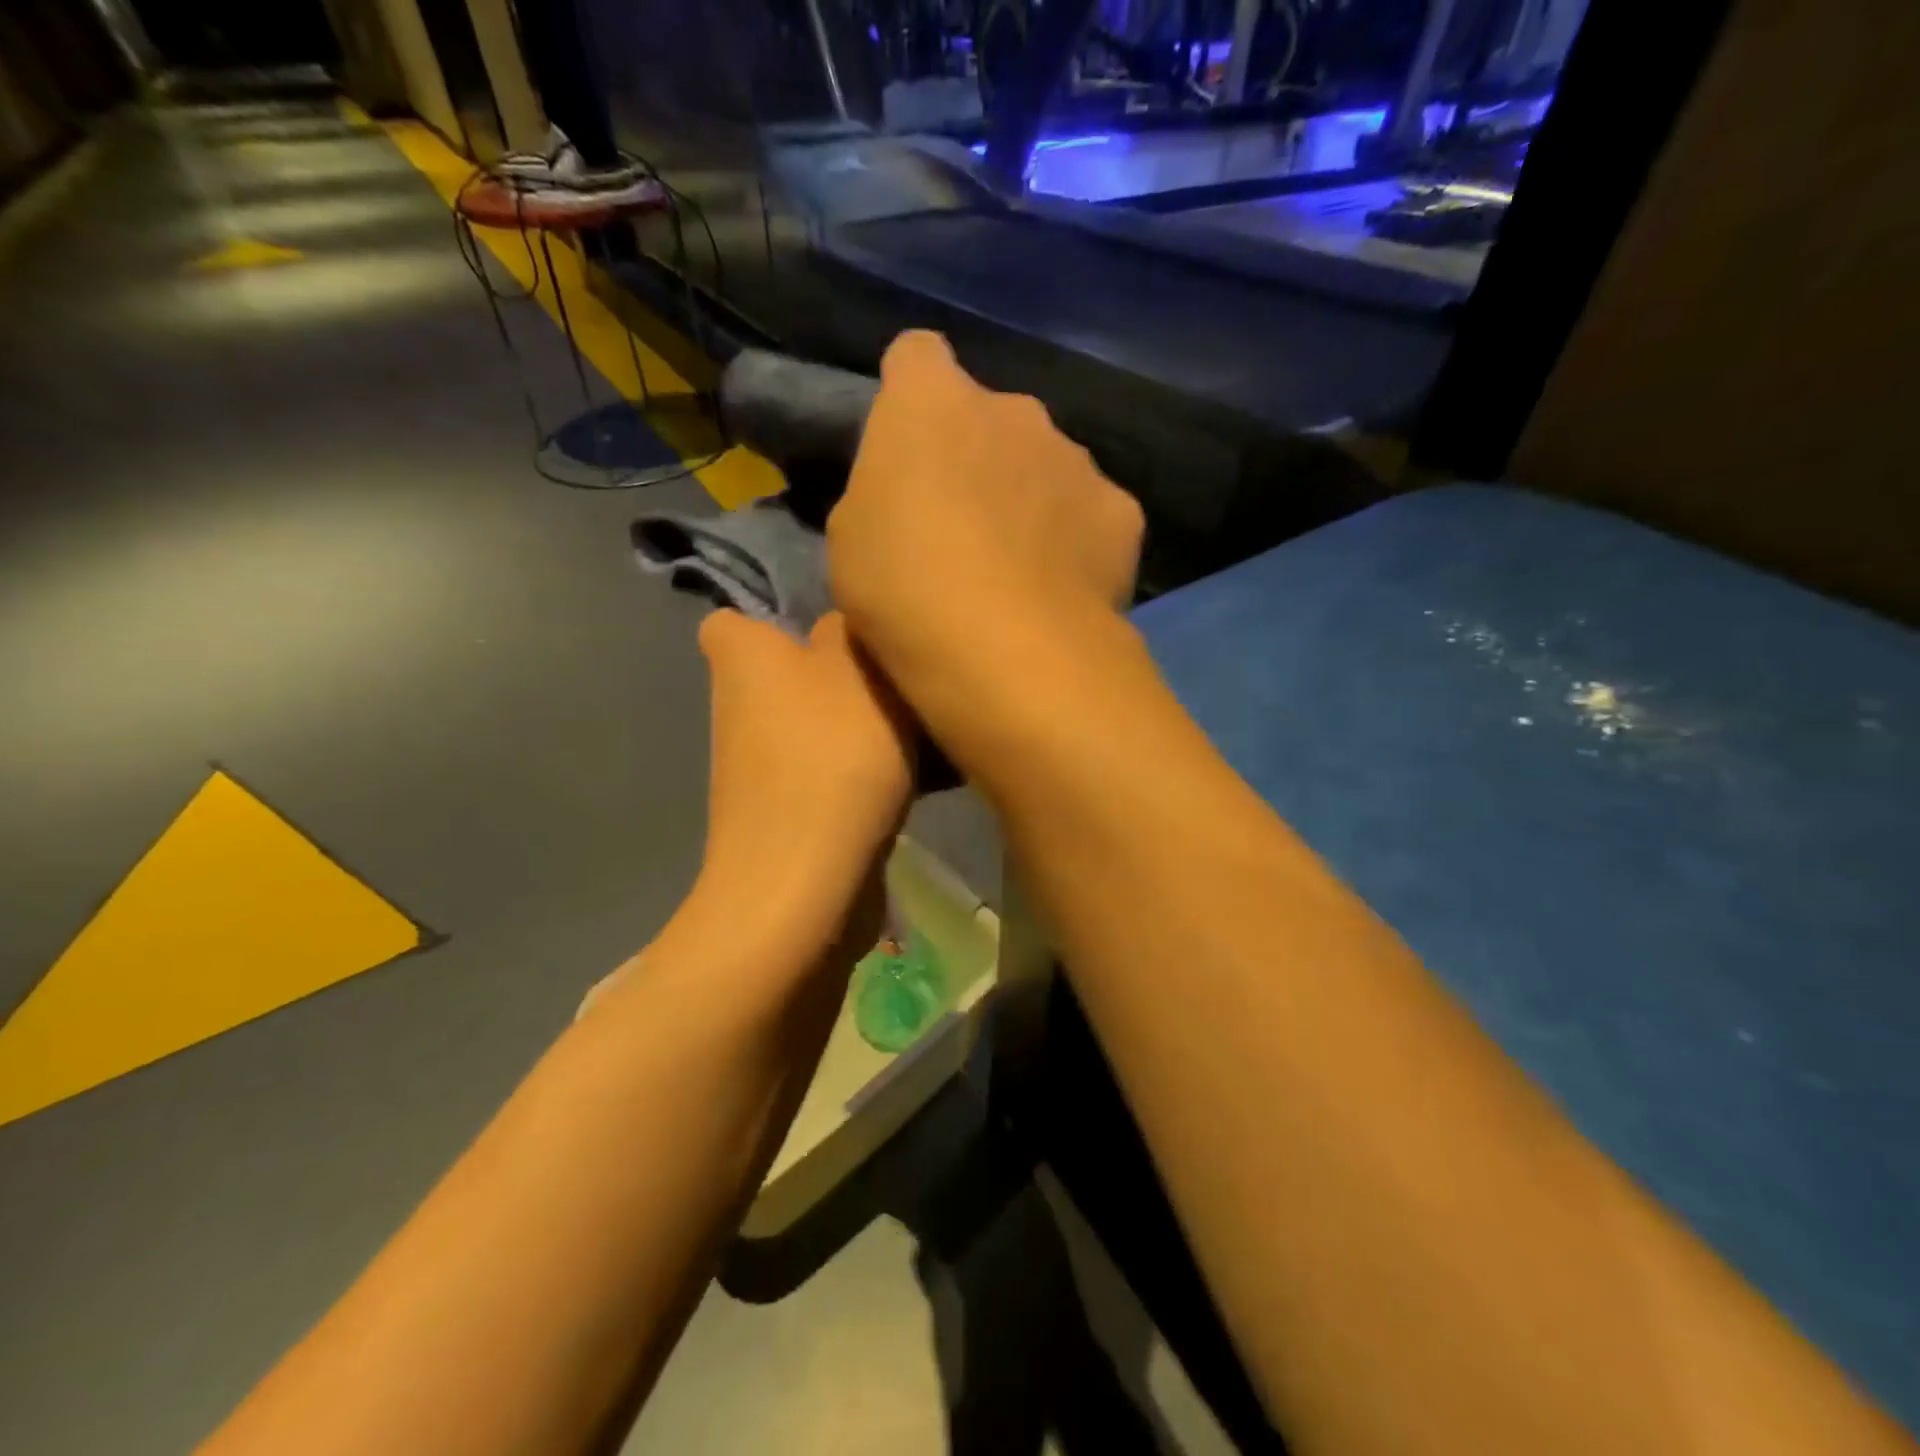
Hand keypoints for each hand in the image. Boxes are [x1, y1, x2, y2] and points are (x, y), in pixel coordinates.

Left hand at [695, 610, 914, 940]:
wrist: (806, 882)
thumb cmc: (831, 756)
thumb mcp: (858, 669)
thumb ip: (850, 630)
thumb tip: (840, 628)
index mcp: (743, 657)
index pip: (734, 620)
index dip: (778, 620)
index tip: (836, 630)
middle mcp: (740, 706)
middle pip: (793, 674)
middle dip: (843, 674)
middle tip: (900, 677)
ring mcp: (761, 766)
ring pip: (820, 725)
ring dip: (864, 725)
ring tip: (927, 731)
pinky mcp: (787, 811)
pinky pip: (831, 772)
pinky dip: (864, 772)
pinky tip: (922, 779)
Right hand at [827, 332, 1143, 746]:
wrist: (1007, 652)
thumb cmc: (904, 591)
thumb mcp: (851, 539)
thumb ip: (883, 490)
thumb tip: (913, 490)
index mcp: (931, 403)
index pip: (917, 356)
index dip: (910, 394)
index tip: (908, 445)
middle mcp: (1013, 410)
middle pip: (991, 417)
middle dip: (978, 456)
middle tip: (963, 527)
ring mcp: (1075, 458)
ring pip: (1047, 465)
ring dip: (1030, 498)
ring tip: (1018, 570)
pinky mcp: (1120, 511)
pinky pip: (1091, 513)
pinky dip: (1077, 540)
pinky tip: (1062, 589)